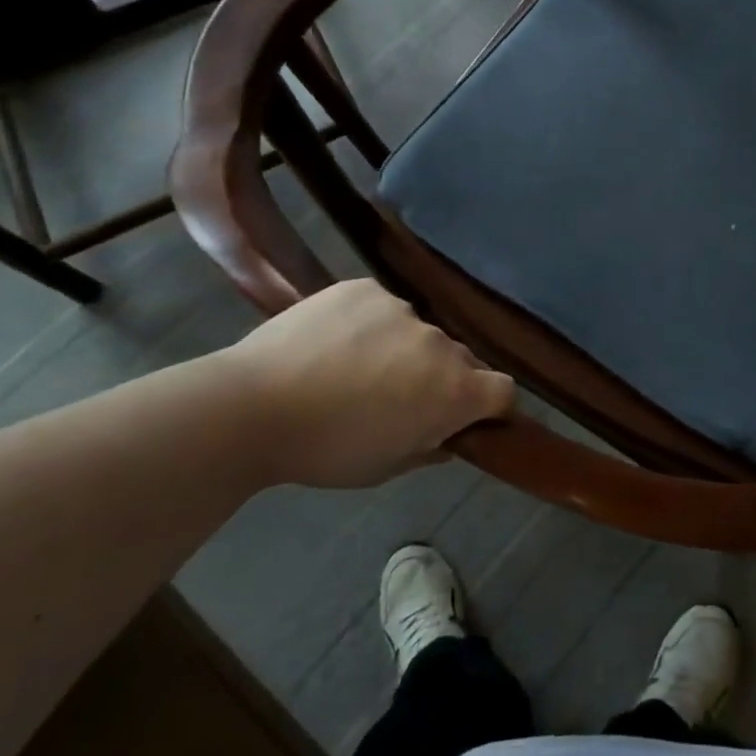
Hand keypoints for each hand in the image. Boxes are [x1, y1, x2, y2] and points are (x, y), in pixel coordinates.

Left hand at [221, 279, 514, 488]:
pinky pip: (384, 307)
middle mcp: (441, 344)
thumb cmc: (325, 451)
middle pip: (461, 360)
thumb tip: (448, 437)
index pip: (504, 390)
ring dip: (405, 349)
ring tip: (355, 368)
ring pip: (419, 332)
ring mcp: (404, 310)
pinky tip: (334, 343)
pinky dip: (371, 324)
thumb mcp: (386, 467)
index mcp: (455, 391)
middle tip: (399, 398)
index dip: (493, 406)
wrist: (251, 407)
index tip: (470, 419)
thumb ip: (430, 448)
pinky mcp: (366, 288)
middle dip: (442, 378)